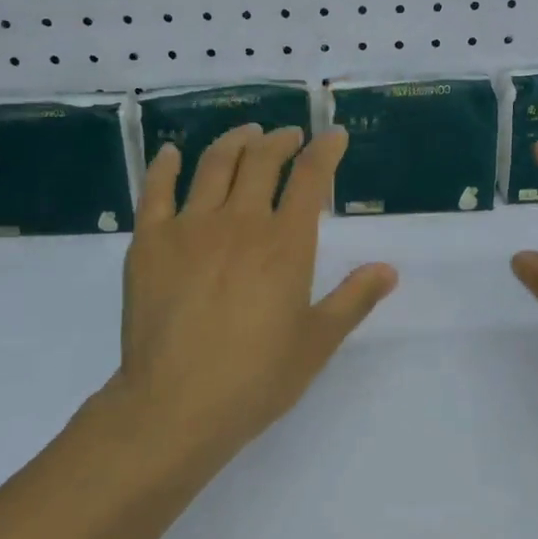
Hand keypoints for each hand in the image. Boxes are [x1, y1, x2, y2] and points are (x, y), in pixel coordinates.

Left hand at [106, 124, 397, 467]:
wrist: (175, 405)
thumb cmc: (255, 379)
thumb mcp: (317, 342)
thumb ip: (353, 299)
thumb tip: (388, 269)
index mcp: (285, 244)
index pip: (311, 178)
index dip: (325, 151)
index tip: (334, 137)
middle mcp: (240, 222)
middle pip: (262, 160)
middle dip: (281, 140)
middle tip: (289, 135)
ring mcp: (190, 227)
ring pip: (214, 164)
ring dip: (235, 141)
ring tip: (247, 133)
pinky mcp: (150, 241)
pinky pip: (156, 190)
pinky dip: (166, 165)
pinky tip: (173, 152)